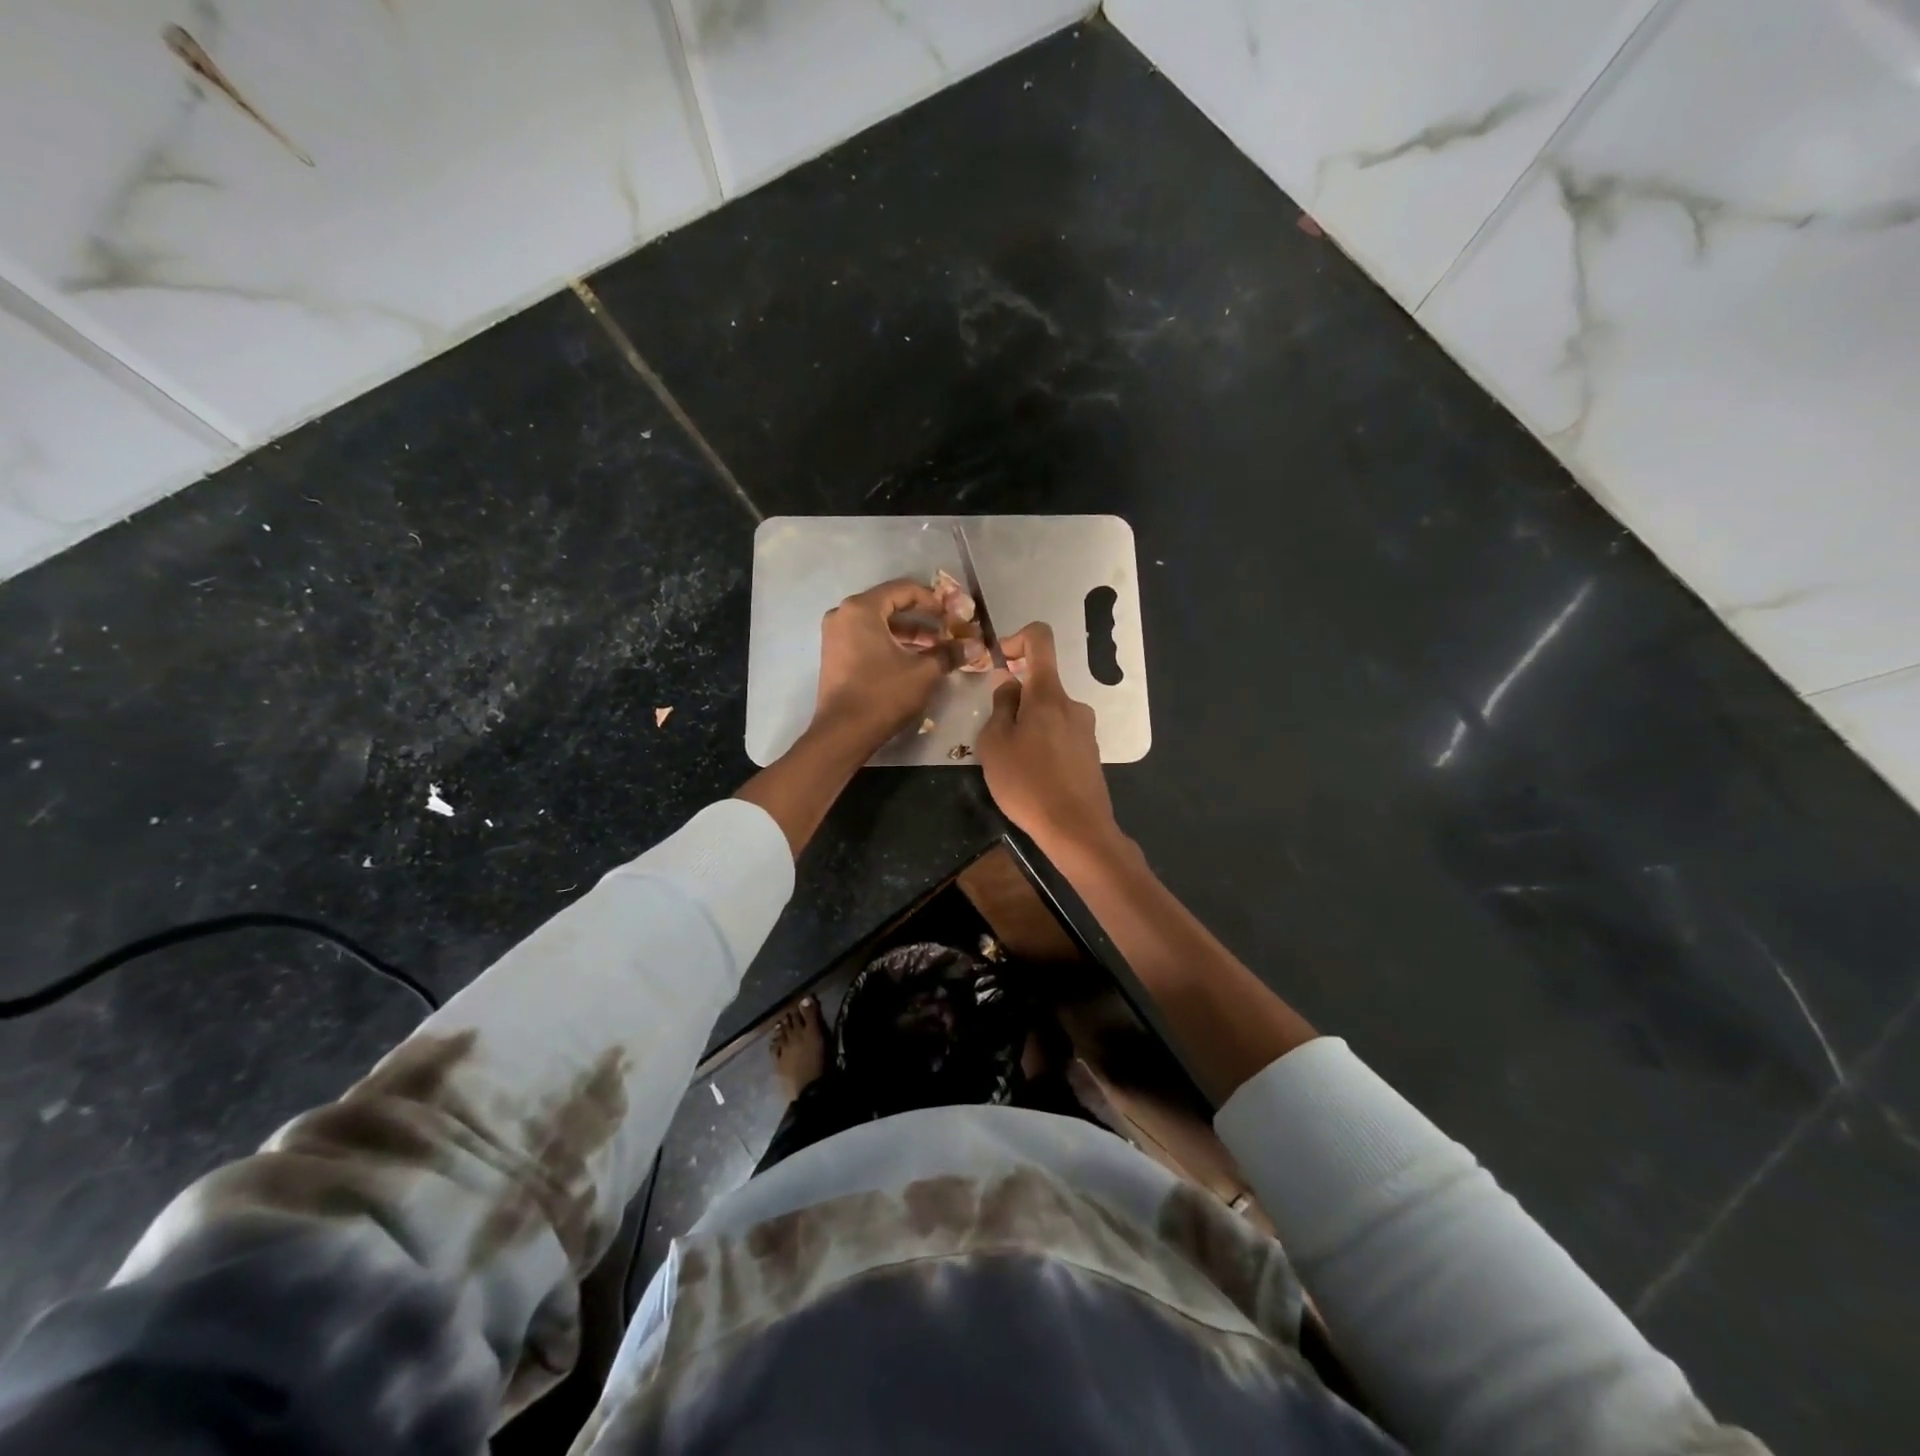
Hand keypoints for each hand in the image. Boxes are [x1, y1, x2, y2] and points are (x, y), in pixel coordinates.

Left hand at [812, 578, 972, 750]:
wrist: (843, 733)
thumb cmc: (883, 694)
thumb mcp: (923, 672)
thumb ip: (949, 652)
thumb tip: (975, 645)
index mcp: (862, 609)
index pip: (904, 590)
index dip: (933, 601)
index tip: (953, 615)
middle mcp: (844, 614)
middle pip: (890, 606)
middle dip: (923, 619)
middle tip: (948, 631)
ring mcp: (836, 636)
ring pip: (879, 625)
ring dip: (909, 634)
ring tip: (937, 649)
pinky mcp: (835, 656)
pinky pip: (868, 639)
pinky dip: (891, 645)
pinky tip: (914, 660)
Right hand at [976, 622, 1120, 855]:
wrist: (1076, 829)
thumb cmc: (1028, 783)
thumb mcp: (995, 744)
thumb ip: (1000, 706)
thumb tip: (1008, 683)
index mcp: (1049, 694)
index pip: (1040, 638)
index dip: (1016, 639)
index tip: (999, 663)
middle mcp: (1073, 704)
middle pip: (1040, 684)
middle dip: (1015, 701)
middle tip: (995, 737)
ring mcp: (1086, 729)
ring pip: (1049, 713)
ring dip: (1028, 727)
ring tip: (1012, 763)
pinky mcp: (1090, 753)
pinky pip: (1060, 735)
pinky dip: (1042, 744)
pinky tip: (1033, 777)